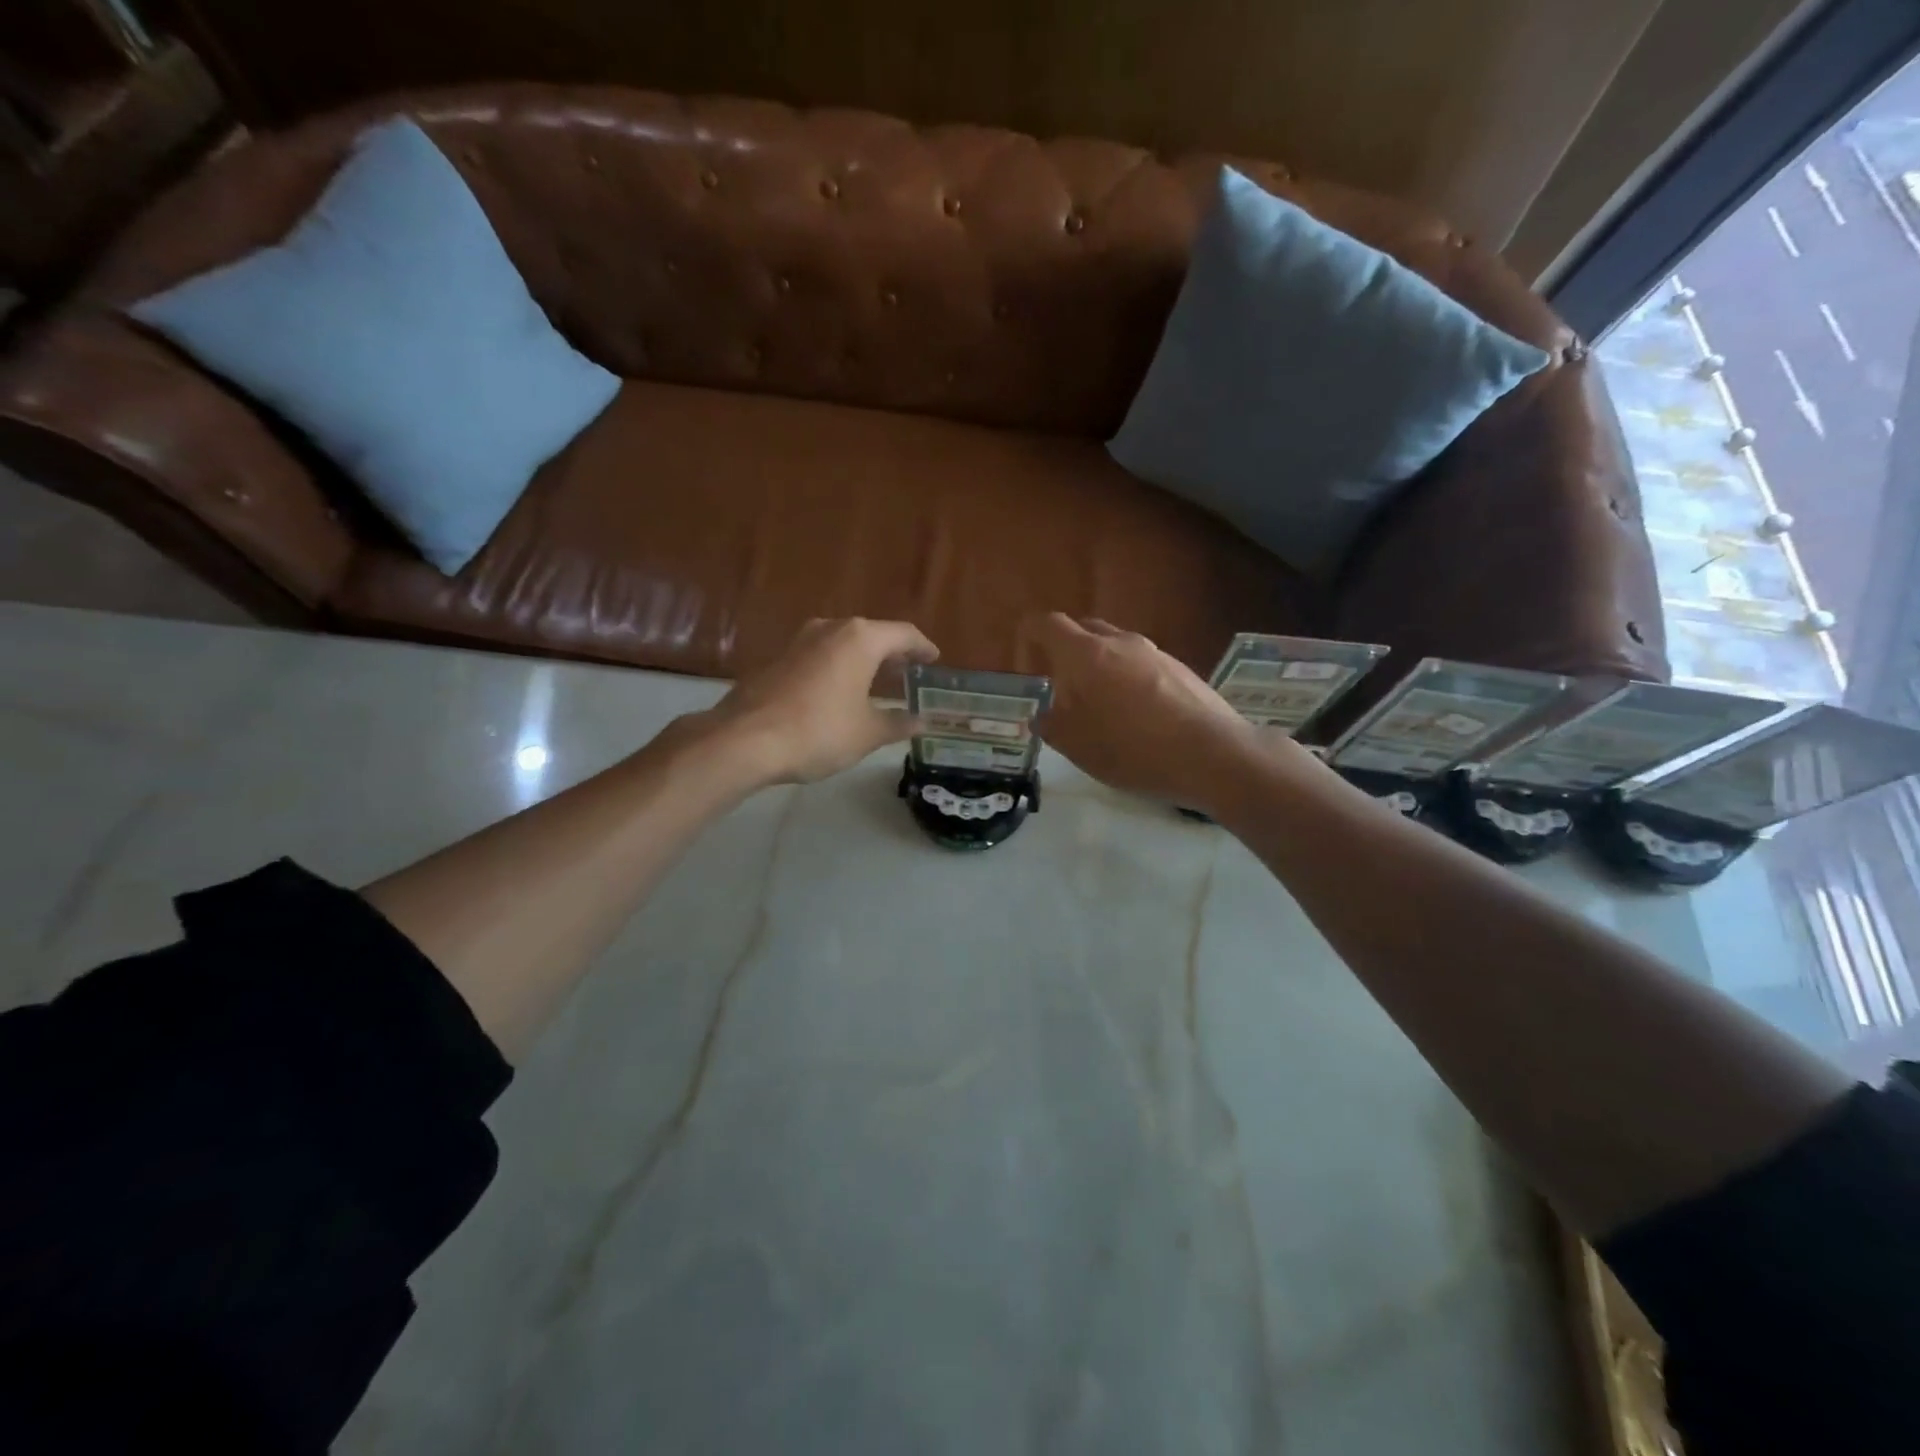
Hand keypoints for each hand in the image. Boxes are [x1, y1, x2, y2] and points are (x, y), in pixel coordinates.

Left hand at [703, 617, 938, 783]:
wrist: (745, 740)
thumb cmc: (819, 731)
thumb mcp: (868, 732)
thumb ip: (898, 723)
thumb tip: (921, 722)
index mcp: (860, 639)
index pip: (904, 634)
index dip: (923, 648)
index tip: (934, 660)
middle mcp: (831, 629)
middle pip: (873, 635)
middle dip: (893, 654)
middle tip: (909, 673)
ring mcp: (800, 641)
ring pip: (844, 644)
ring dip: (864, 661)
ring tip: (878, 683)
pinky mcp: (779, 659)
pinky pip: (821, 656)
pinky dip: (839, 668)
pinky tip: (841, 692)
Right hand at [1021, 614, 1309, 812]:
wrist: (1212, 754)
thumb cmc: (1132, 749)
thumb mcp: (1077, 746)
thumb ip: (1052, 725)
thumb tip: (1043, 715)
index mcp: (1085, 654)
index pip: (1048, 624)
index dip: (1030, 633)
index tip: (1024, 652)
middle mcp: (1120, 642)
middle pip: (1084, 629)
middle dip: (1065, 648)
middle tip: (1059, 682)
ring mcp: (1154, 652)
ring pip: (1114, 646)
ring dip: (1098, 664)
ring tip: (1097, 703)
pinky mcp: (1180, 668)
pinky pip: (1140, 663)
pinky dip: (1125, 677)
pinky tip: (1134, 713)